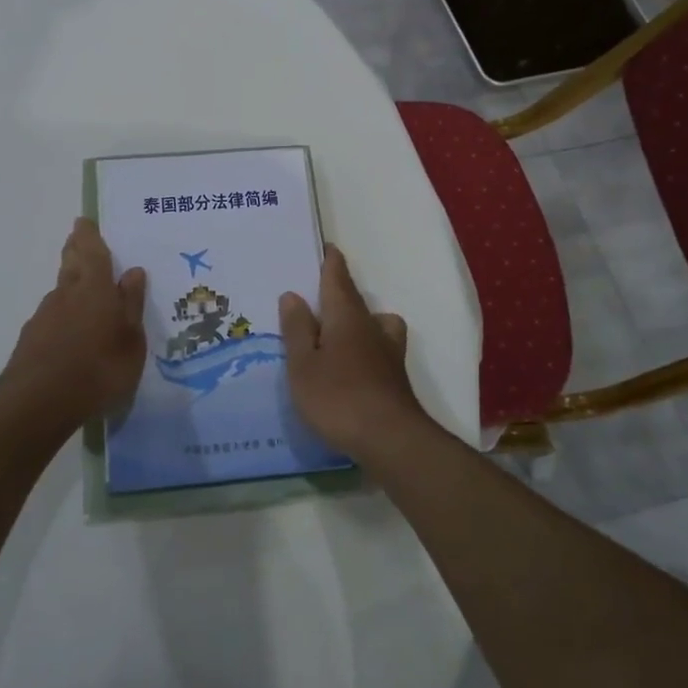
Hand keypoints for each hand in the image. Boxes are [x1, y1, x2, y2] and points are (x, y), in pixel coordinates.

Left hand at [2, 218, 147, 427]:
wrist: (38, 403)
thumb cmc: (99, 369)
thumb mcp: (131, 340)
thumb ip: (131, 305)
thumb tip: (133, 271)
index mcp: (95, 288)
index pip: (92, 251)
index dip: (88, 235)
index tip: (83, 221)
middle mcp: (66, 294)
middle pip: (70, 264)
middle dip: (75, 251)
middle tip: (78, 242)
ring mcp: (44, 317)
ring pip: (60, 291)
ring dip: (70, 285)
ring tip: (82, 292)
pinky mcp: (31, 340)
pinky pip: (51, 317)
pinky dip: (62, 316)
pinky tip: (69, 332)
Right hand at [279, 245, 426, 459]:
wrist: (390, 440)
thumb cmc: (338, 397)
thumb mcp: (303, 365)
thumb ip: (297, 329)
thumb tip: (292, 295)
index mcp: (346, 316)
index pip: (337, 278)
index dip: (331, 262)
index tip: (326, 247)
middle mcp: (371, 327)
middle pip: (356, 300)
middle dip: (341, 292)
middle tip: (321, 292)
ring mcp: (388, 353)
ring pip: (376, 323)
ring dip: (361, 320)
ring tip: (340, 333)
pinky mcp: (394, 378)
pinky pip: (378, 349)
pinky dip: (366, 349)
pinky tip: (352, 367)